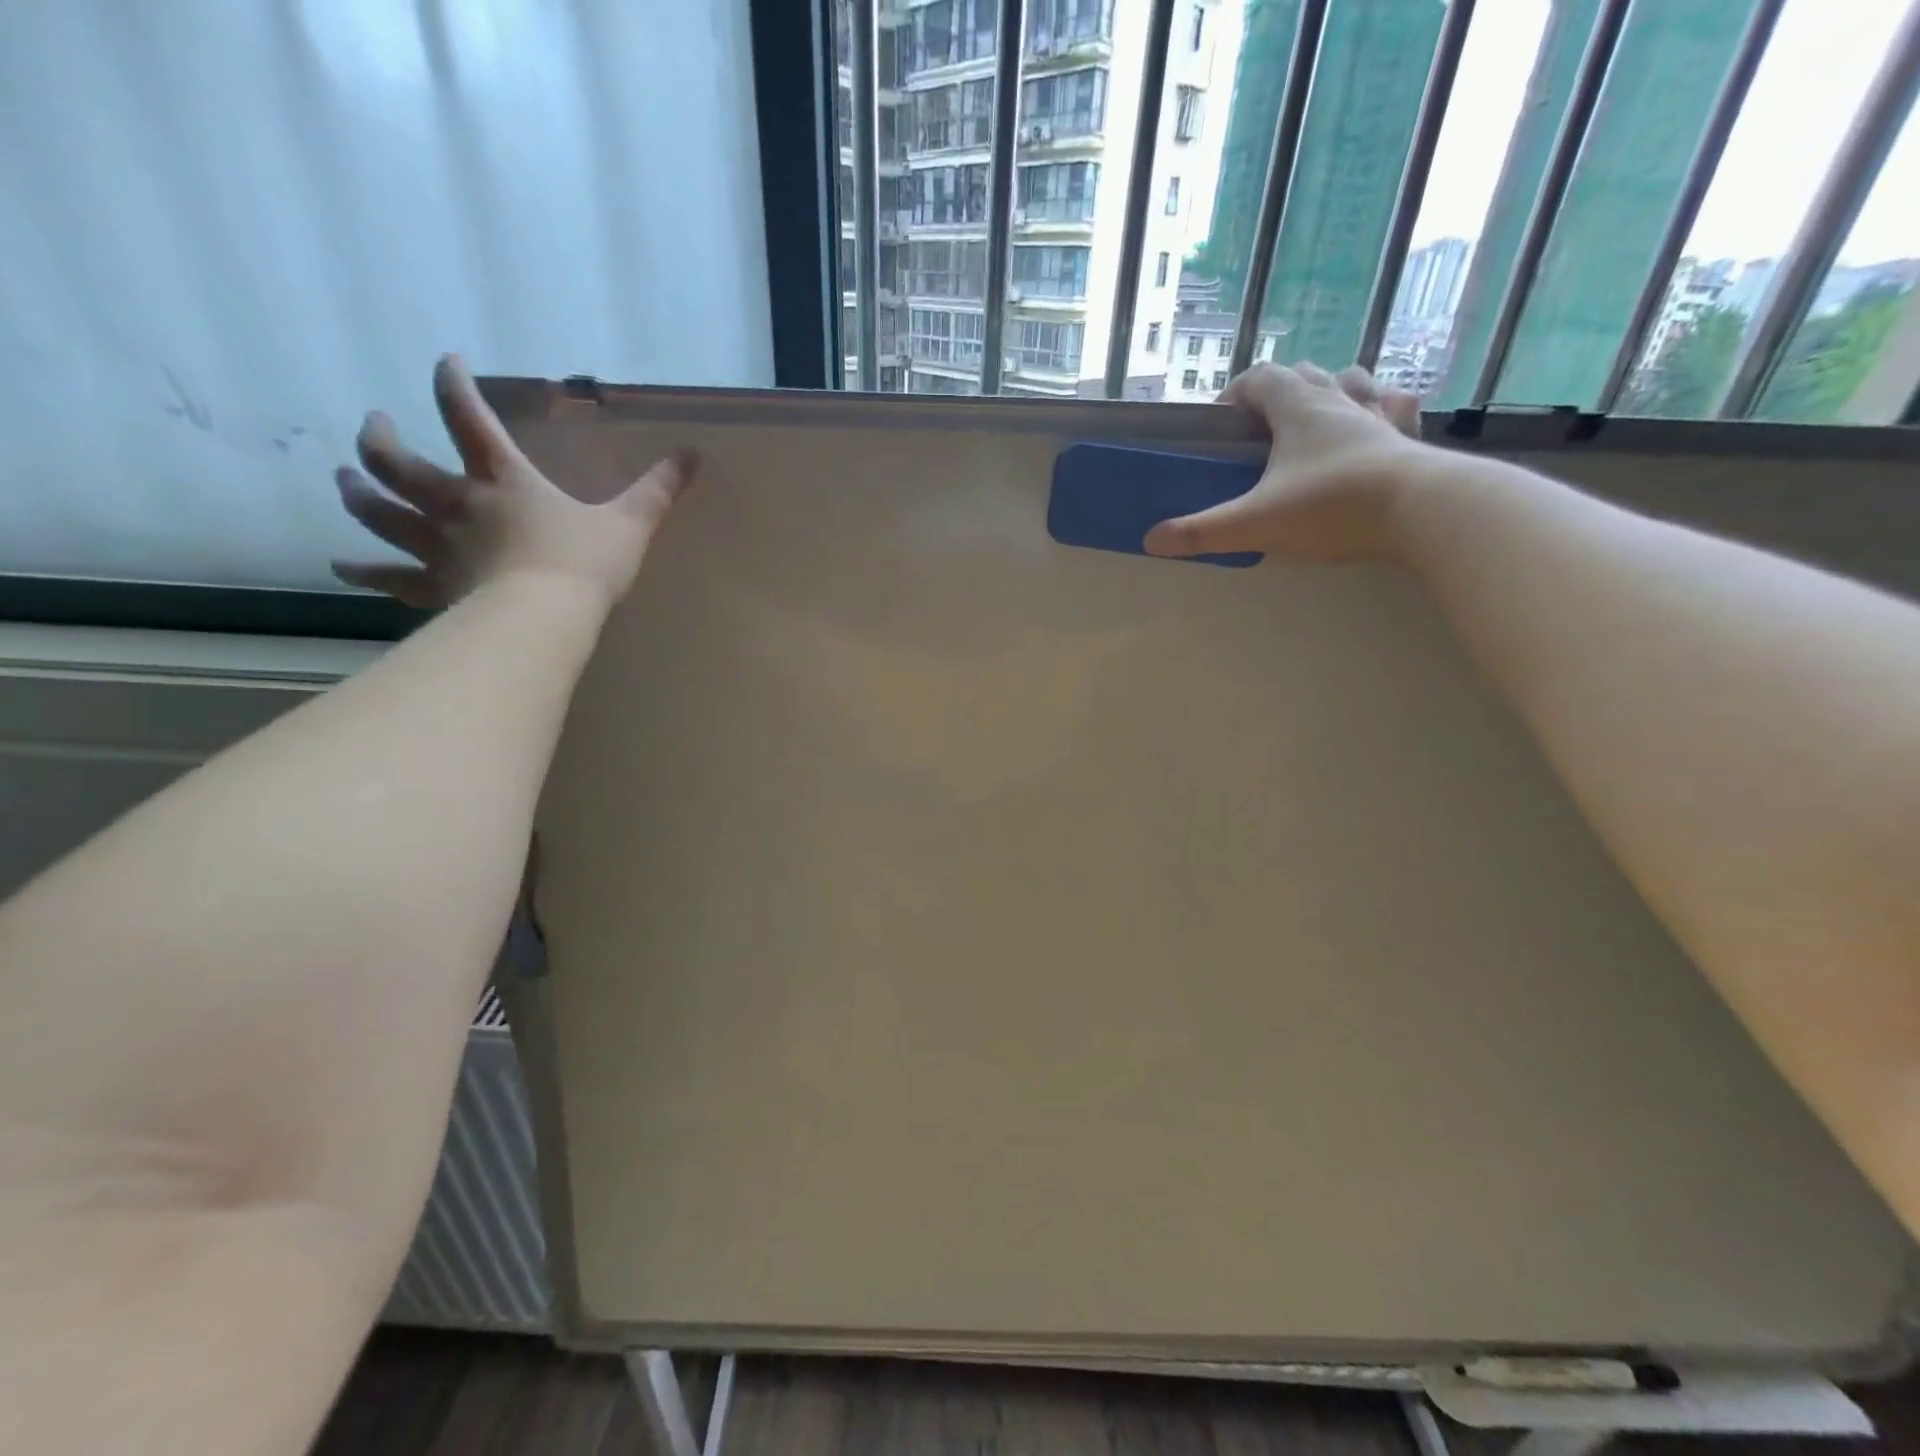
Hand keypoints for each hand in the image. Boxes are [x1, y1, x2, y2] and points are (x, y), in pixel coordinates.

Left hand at [333, 355, 695, 609]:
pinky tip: (343, 564)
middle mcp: (457, 502)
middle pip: (396, 460)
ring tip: (344, 479)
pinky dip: (362, 569)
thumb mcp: (631, 523)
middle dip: (379, 438)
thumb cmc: (585, 565)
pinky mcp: (433, 585)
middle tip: (374, 426)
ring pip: (377, 510)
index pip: (467, 415)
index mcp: (504, 479)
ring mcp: (437, 545)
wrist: (544, 618)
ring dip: (356, 492)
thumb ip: (658, 490)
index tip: (445, 362)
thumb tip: (692, 456)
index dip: (452, 383)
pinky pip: (387, 575)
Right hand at [1144, 362, 1426, 563]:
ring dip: (1328, 389)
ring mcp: (1378, 416)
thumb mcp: (1255, 523)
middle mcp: (1339, 400)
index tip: (1220, 422)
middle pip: (1303, 373)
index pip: (1260, 378)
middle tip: (1260, 430)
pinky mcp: (1409, 438)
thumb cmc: (1331, 507)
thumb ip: (1202, 532)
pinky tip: (1375, 421)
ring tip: (1314, 418)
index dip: (1235, 394)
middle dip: (1276, 393)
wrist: (1423, 510)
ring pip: (1350, 380)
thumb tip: (1151, 541)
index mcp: (1298, 408)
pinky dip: (1380, 406)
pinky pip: (1395, 406)